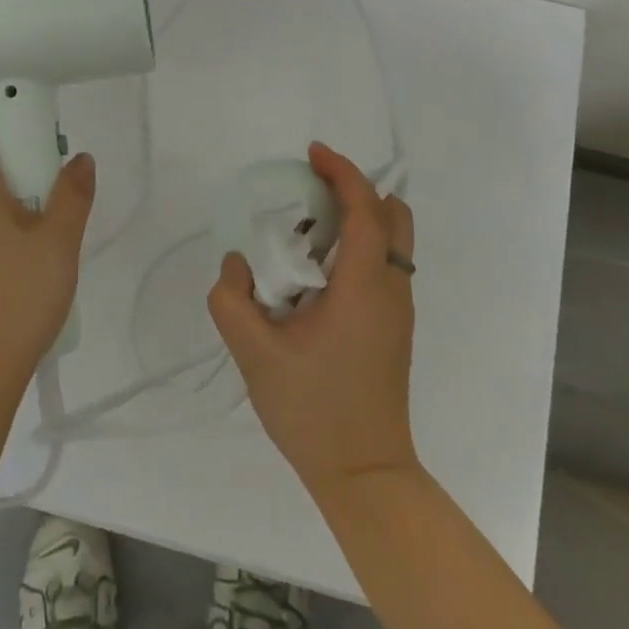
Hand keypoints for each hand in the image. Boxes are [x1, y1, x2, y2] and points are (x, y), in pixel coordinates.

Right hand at [209, 141, 420, 502]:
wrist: (364, 475)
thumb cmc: (312, 410)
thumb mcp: (254, 353)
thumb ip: (231, 298)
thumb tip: (237, 263)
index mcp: (363, 286)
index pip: (365, 209)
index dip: (342, 173)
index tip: (312, 154)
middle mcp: (390, 289)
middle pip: (393, 216)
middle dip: (355, 190)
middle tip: (312, 190)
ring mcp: (398, 310)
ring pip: (392, 240)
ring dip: (357, 218)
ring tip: (307, 228)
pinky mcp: (394, 327)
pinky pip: (383, 264)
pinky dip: (357, 245)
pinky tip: (317, 269)